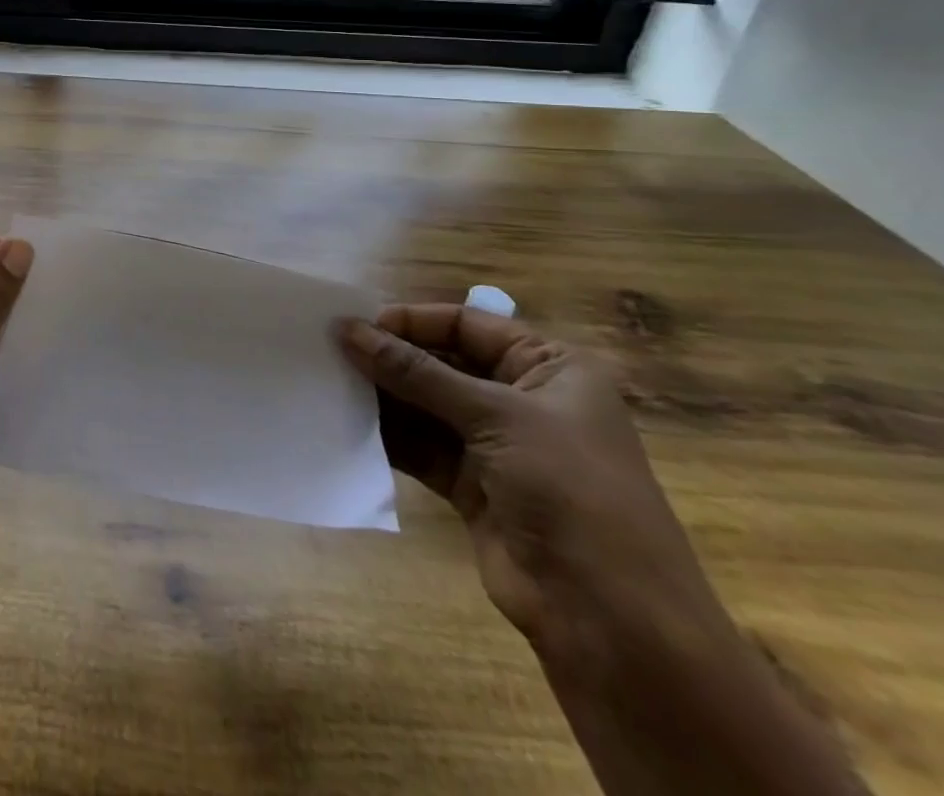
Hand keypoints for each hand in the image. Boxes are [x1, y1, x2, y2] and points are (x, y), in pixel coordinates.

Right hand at [337, 306, 727, 660]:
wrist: (613, 621)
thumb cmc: (571, 492)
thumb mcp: (496, 416)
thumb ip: (416, 372)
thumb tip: (347, 329)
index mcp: (550, 369)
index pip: (467, 325)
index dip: (412, 321)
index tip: (356, 325)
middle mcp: (522, 399)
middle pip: (441, 363)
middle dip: (390, 358)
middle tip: (330, 352)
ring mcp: (495, 445)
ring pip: (424, 404)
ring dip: (383, 396)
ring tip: (330, 383)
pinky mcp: (471, 485)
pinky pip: (420, 445)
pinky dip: (387, 435)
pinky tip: (348, 423)